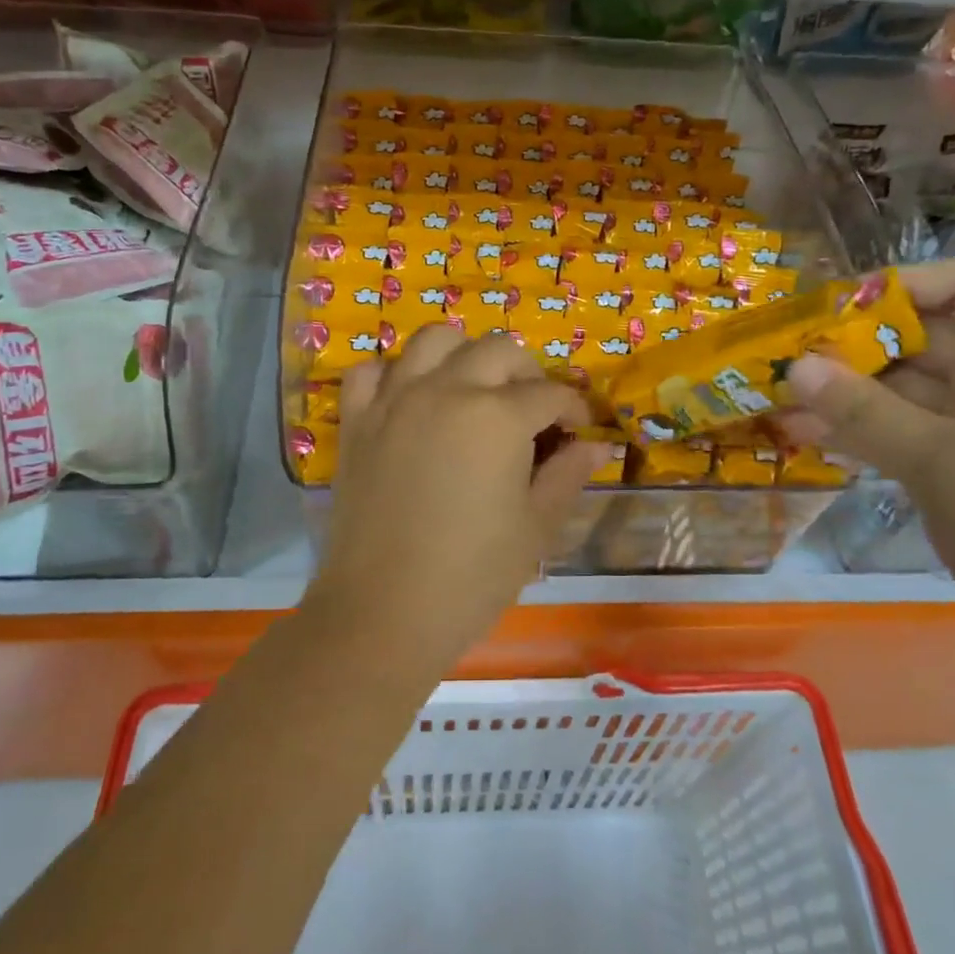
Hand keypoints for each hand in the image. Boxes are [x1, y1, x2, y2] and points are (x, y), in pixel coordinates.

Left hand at [312, 327, 604, 666]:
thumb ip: (568, 475)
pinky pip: (371, 370)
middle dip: (528, 374)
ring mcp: (394, 400)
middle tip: (534, 413)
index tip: (580, 432)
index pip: (550, 393)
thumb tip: (597, 447)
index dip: (574, 410)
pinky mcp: (357, 421)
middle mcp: (445, 389)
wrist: (383, 613)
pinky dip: (394, 373)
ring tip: (475, 389)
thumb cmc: (472, 576)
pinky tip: (410, 398)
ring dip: (464, 354)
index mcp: (498, 415)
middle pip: (498, 350)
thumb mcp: (536, 527)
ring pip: (433, 340)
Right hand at [783, 259, 954, 692]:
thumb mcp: (947, 467)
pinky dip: (865, 434)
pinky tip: (811, 440)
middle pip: (929, 339)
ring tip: (782, 403)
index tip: (840, 311)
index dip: (909, 285)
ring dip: (850, 395)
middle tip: (788, 361)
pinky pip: (910, 437)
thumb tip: (798, 366)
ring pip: (911, 394)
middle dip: (858, 345)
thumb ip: (868, 414)